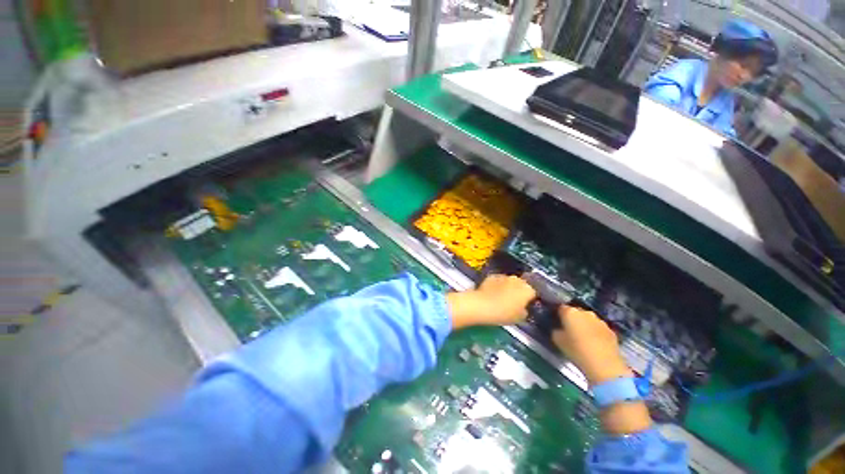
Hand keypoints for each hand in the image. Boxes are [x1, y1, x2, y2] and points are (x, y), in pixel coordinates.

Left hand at [447, 275, 536, 329]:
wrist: (482, 305)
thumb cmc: (503, 313)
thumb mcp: (519, 318)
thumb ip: (524, 311)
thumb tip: (523, 308)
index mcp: (527, 289)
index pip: (532, 293)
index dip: (528, 299)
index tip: (524, 305)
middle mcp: (517, 279)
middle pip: (521, 284)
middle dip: (518, 291)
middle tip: (513, 301)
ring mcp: (503, 276)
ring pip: (509, 281)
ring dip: (507, 287)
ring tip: (501, 297)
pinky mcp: (492, 276)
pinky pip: (497, 280)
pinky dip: (496, 285)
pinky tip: (492, 293)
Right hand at [552, 306, 631, 385]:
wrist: (604, 364)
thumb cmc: (576, 350)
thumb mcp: (557, 340)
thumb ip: (556, 330)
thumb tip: (558, 329)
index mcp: (570, 312)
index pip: (560, 308)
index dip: (558, 314)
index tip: (557, 322)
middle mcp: (585, 312)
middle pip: (576, 312)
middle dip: (572, 319)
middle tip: (569, 330)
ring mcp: (600, 320)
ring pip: (588, 319)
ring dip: (585, 325)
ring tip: (583, 338)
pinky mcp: (611, 330)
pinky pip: (598, 328)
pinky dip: (595, 332)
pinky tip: (594, 343)